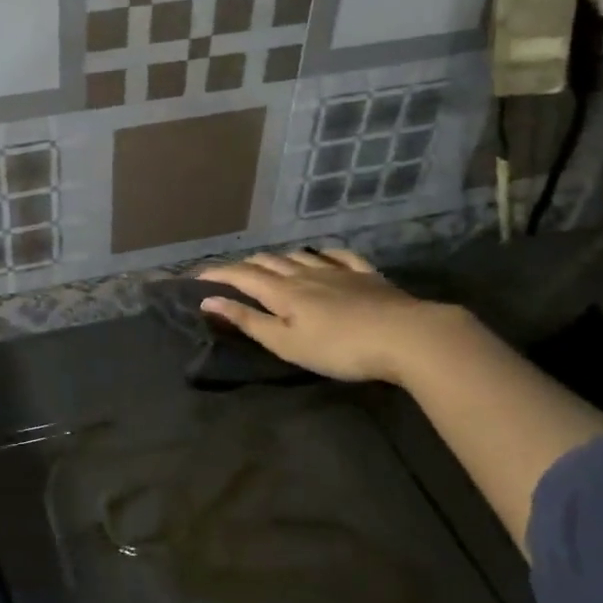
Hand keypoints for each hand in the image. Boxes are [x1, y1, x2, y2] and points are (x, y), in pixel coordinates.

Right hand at [196, 248, 460, 384]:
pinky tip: (322, 256)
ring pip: (300, 255)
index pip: (241, 275)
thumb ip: (248, 321)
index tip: (196, 277)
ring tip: (269, 265)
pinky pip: (339, 256)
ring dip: (278, 258)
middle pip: (268, 261)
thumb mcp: (286, 343)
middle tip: (230, 274)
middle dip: (244, 265)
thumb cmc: (339, 348)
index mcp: (282, 291)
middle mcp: (305, 273)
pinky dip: (322, 254)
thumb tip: (208, 300)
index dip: (217, 274)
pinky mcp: (366, 276)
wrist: (406, 337)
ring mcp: (338, 271)